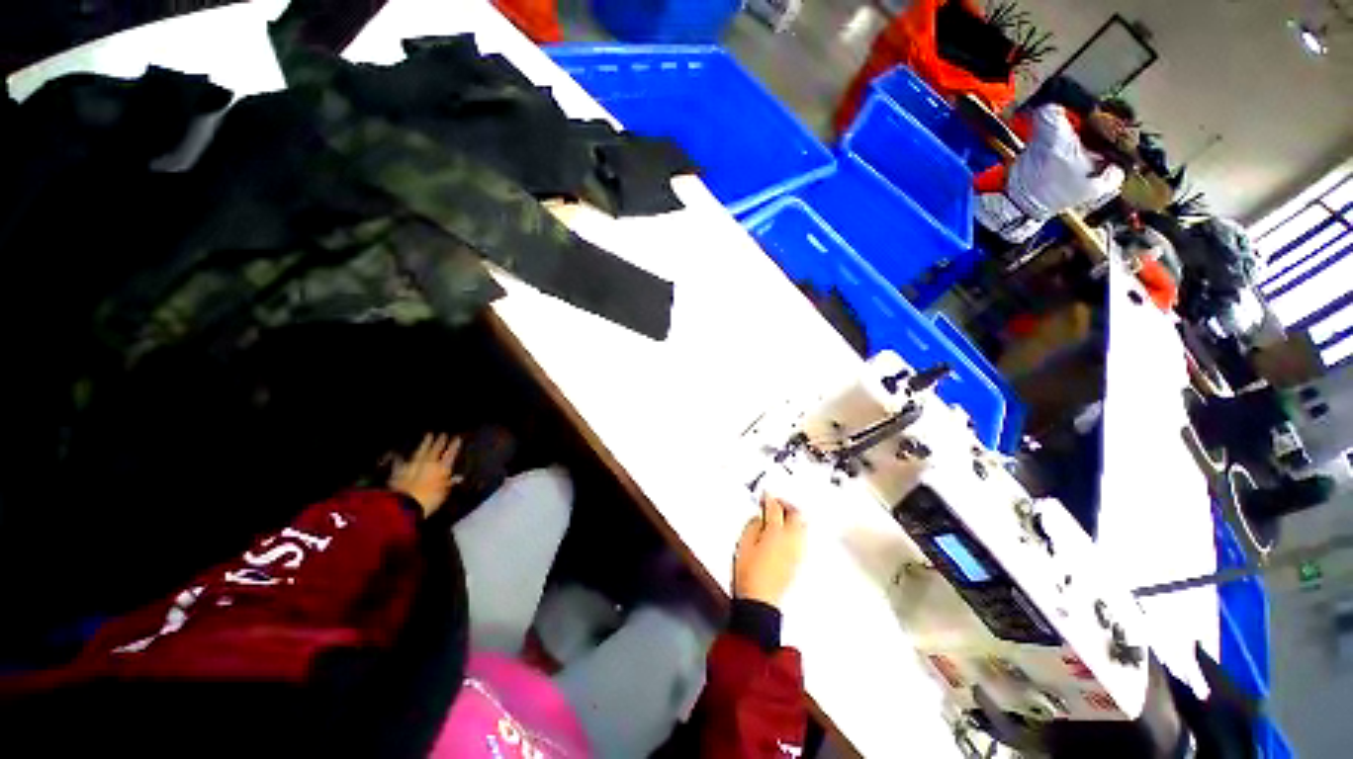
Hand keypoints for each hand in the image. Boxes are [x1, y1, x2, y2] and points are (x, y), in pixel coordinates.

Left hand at [389, 433, 463, 517]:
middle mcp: (428, 464)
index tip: (457, 438)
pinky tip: (401, 455)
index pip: (450, 454)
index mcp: (442, 468)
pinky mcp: (399, 471)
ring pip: (420, 451)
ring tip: (428, 435)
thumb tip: (458, 477)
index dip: (454, 446)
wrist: (402, 505)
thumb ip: (449, 484)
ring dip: (425, 443)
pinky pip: (402, 462)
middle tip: (443, 433)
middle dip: (440, 441)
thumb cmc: (429, 500)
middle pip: (435, 450)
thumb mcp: (444, 494)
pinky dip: (403, 458)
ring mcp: (412, 466)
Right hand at [733, 495, 805, 608]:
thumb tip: (759, 517)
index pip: (775, 508)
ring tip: (784, 513)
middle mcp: (790, 540)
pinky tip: (788, 531)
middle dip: (787, 504)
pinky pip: (802, 538)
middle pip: (795, 514)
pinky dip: (796, 529)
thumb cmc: (749, 574)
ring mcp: (796, 551)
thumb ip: (753, 525)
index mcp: (775, 533)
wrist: (760, 602)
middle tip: (777, 501)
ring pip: (802, 526)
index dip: (769, 498)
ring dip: (794, 516)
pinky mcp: (798, 561)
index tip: (765, 495)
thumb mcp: (743, 544)